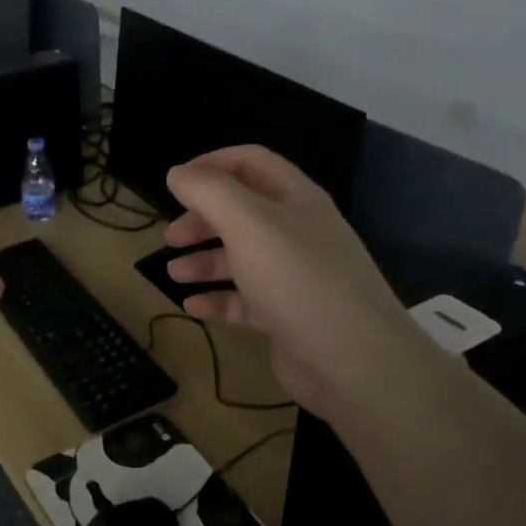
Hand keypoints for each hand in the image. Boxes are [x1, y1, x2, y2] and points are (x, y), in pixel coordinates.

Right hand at [163, 146, 429, 420]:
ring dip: (205, 260)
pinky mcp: (288, 316)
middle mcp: (297, 232)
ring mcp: (295, 276)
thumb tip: (177, 173)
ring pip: (242, 257)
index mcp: (295, 199)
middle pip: (242, 212)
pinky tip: (192, 307)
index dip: (211, 165)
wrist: (355, 362)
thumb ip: (208, 191)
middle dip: (202, 219)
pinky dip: (218, 299)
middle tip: (170, 236)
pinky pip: (246, 300)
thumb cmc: (297, 279)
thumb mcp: (248, 223)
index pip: (250, 163)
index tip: (175, 183)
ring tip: (173, 273)